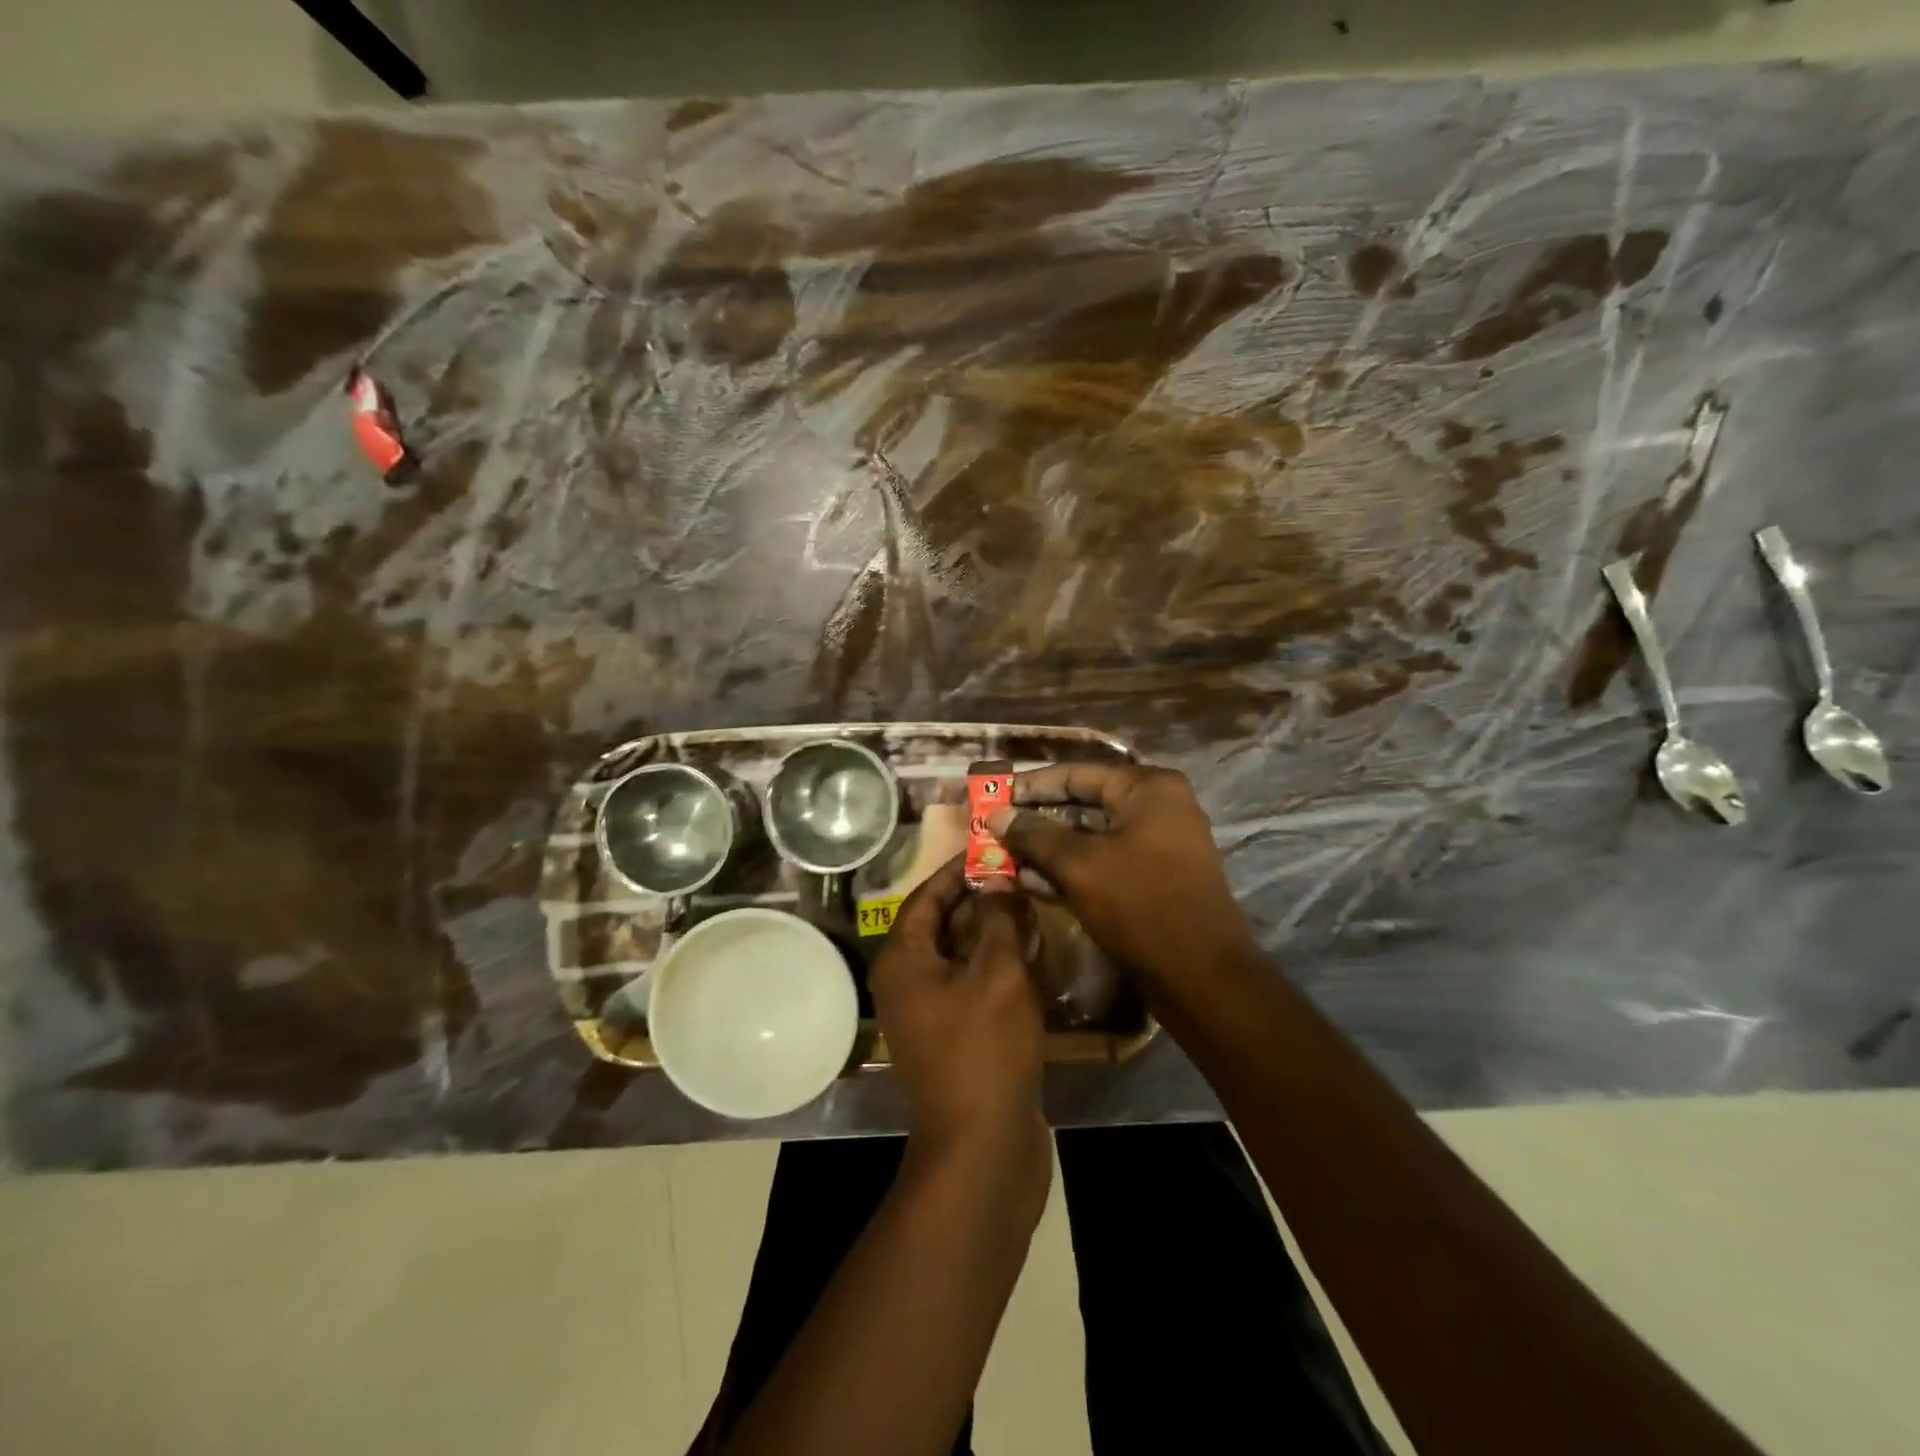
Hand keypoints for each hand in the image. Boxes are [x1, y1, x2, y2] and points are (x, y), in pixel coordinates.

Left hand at [869, 856, 1049, 1175]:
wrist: (983, 1147)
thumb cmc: (984, 1049)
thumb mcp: (997, 972)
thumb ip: (998, 918)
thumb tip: (999, 879)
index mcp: (903, 960)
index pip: (926, 896)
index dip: (958, 869)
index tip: (992, 846)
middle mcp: (908, 981)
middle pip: (943, 923)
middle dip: (981, 898)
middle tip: (1021, 874)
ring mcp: (931, 1012)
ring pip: (962, 954)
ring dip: (994, 931)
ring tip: (1032, 905)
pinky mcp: (956, 1035)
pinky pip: (974, 984)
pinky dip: (999, 965)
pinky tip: (1034, 953)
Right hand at [985, 763, 1256, 988]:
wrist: (1201, 977)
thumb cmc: (1140, 905)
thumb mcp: (1080, 865)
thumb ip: (1034, 835)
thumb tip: (996, 815)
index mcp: (1148, 788)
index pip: (1077, 774)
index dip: (1031, 785)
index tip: (994, 795)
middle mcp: (1158, 807)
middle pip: (1084, 803)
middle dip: (1037, 819)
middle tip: (994, 827)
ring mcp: (1158, 845)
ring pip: (1091, 837)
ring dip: (1048, 848)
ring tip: (1003, 857)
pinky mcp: (1153, 879)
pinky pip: (1104, 862)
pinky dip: (1070, 870)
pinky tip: (1031, 882)